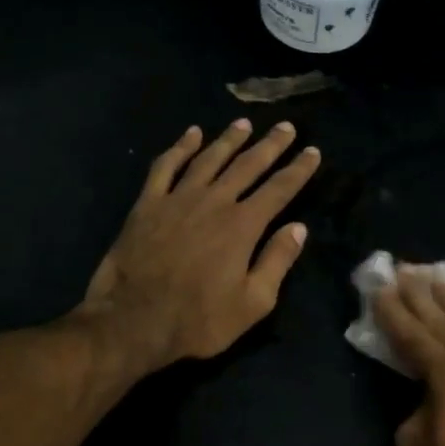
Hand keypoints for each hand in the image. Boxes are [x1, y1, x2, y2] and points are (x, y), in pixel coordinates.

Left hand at [81, 119, 320, 370]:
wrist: (131, 322)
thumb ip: (277, 261)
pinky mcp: (148, 203)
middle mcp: (214, 201)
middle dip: (270, 145)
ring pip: (210, 158)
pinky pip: (166, 166)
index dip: (299, 169)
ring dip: (229, 139)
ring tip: (244, 124)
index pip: (279, 189)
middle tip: (286, 127)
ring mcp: (178, 198)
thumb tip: (298, 228)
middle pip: (248, 165)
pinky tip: (191, 134)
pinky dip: (180, 147)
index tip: (313, 150)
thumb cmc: (198, 319)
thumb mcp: (252, 303)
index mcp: (243, 225)